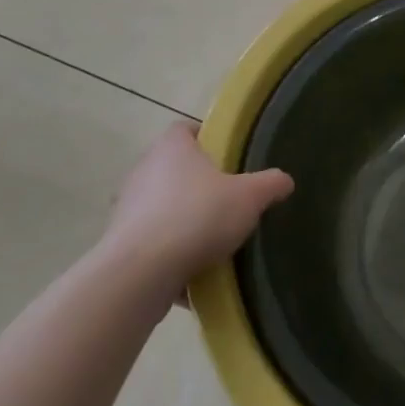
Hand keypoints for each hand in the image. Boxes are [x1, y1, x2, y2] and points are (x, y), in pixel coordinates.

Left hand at [100, 124, 293, 296]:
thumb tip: (285, 180)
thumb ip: (269, 184)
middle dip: (199, 185)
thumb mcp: (248, 197)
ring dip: (183, 223)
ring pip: (162, 208)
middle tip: (227, 201)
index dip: (206, 140)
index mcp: (172, 148)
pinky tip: (193, 275)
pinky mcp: (119, 243)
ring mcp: (127, 207)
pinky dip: (169, 256)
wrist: (141, 272)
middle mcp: (144, 170)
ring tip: (212, 243)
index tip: (227, 158)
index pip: (186, 129)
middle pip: (175, 169)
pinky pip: (152, 244)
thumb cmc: (197, 216)